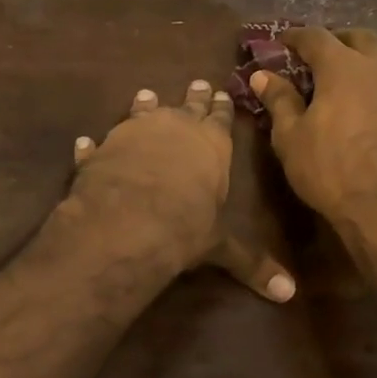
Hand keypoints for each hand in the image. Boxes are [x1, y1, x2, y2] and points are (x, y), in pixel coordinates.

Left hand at [64, 80, 295, 301]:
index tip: (223, 92)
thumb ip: (250, 263)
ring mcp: (134, 132)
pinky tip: (86, 141)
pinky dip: (94, 144)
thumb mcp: (220, 245)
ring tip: (146, 94)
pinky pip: (99, 143)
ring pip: (142, 111)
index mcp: (211, 144)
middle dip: (194, 97)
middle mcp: (174, 128)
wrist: (129, 219)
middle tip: (197, 83)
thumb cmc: (186, 225)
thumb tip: (289, 294)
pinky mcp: (102, 148)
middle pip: (187, 105)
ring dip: (145, 105)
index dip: (223, 107)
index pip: (221, 119)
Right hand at [252, 27, 376, 235]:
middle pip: (361, 38)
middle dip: (341, 40)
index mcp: (343, 67)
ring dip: (375, 59)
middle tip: (327, 53)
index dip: (297, 36)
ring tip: (365, 75)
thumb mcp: (292, 139)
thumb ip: (279, 101)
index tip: (285, 40)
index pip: (316, 37)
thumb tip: (262, 75)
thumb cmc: (334, 171)